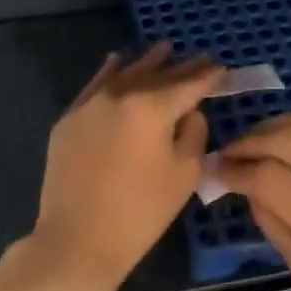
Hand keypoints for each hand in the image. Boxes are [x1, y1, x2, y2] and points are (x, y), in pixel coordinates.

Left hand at [21, 44, 224, 290]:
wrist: (77, 240)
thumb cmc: (141, 211)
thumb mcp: (184, 173)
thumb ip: (193, 132)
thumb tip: (187, 112)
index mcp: (152, 106)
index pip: (188, 84)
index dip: (208, 76)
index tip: (222, 69)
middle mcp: (119, 94)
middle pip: (157, 75)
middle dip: (181, 68)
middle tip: (201, 59)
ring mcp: (89, 105)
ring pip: (124, 74)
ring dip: (146, 63)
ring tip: (163, 50)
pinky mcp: (68, 120)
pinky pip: (94, 86)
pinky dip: (109, 72)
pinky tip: (116, 61)